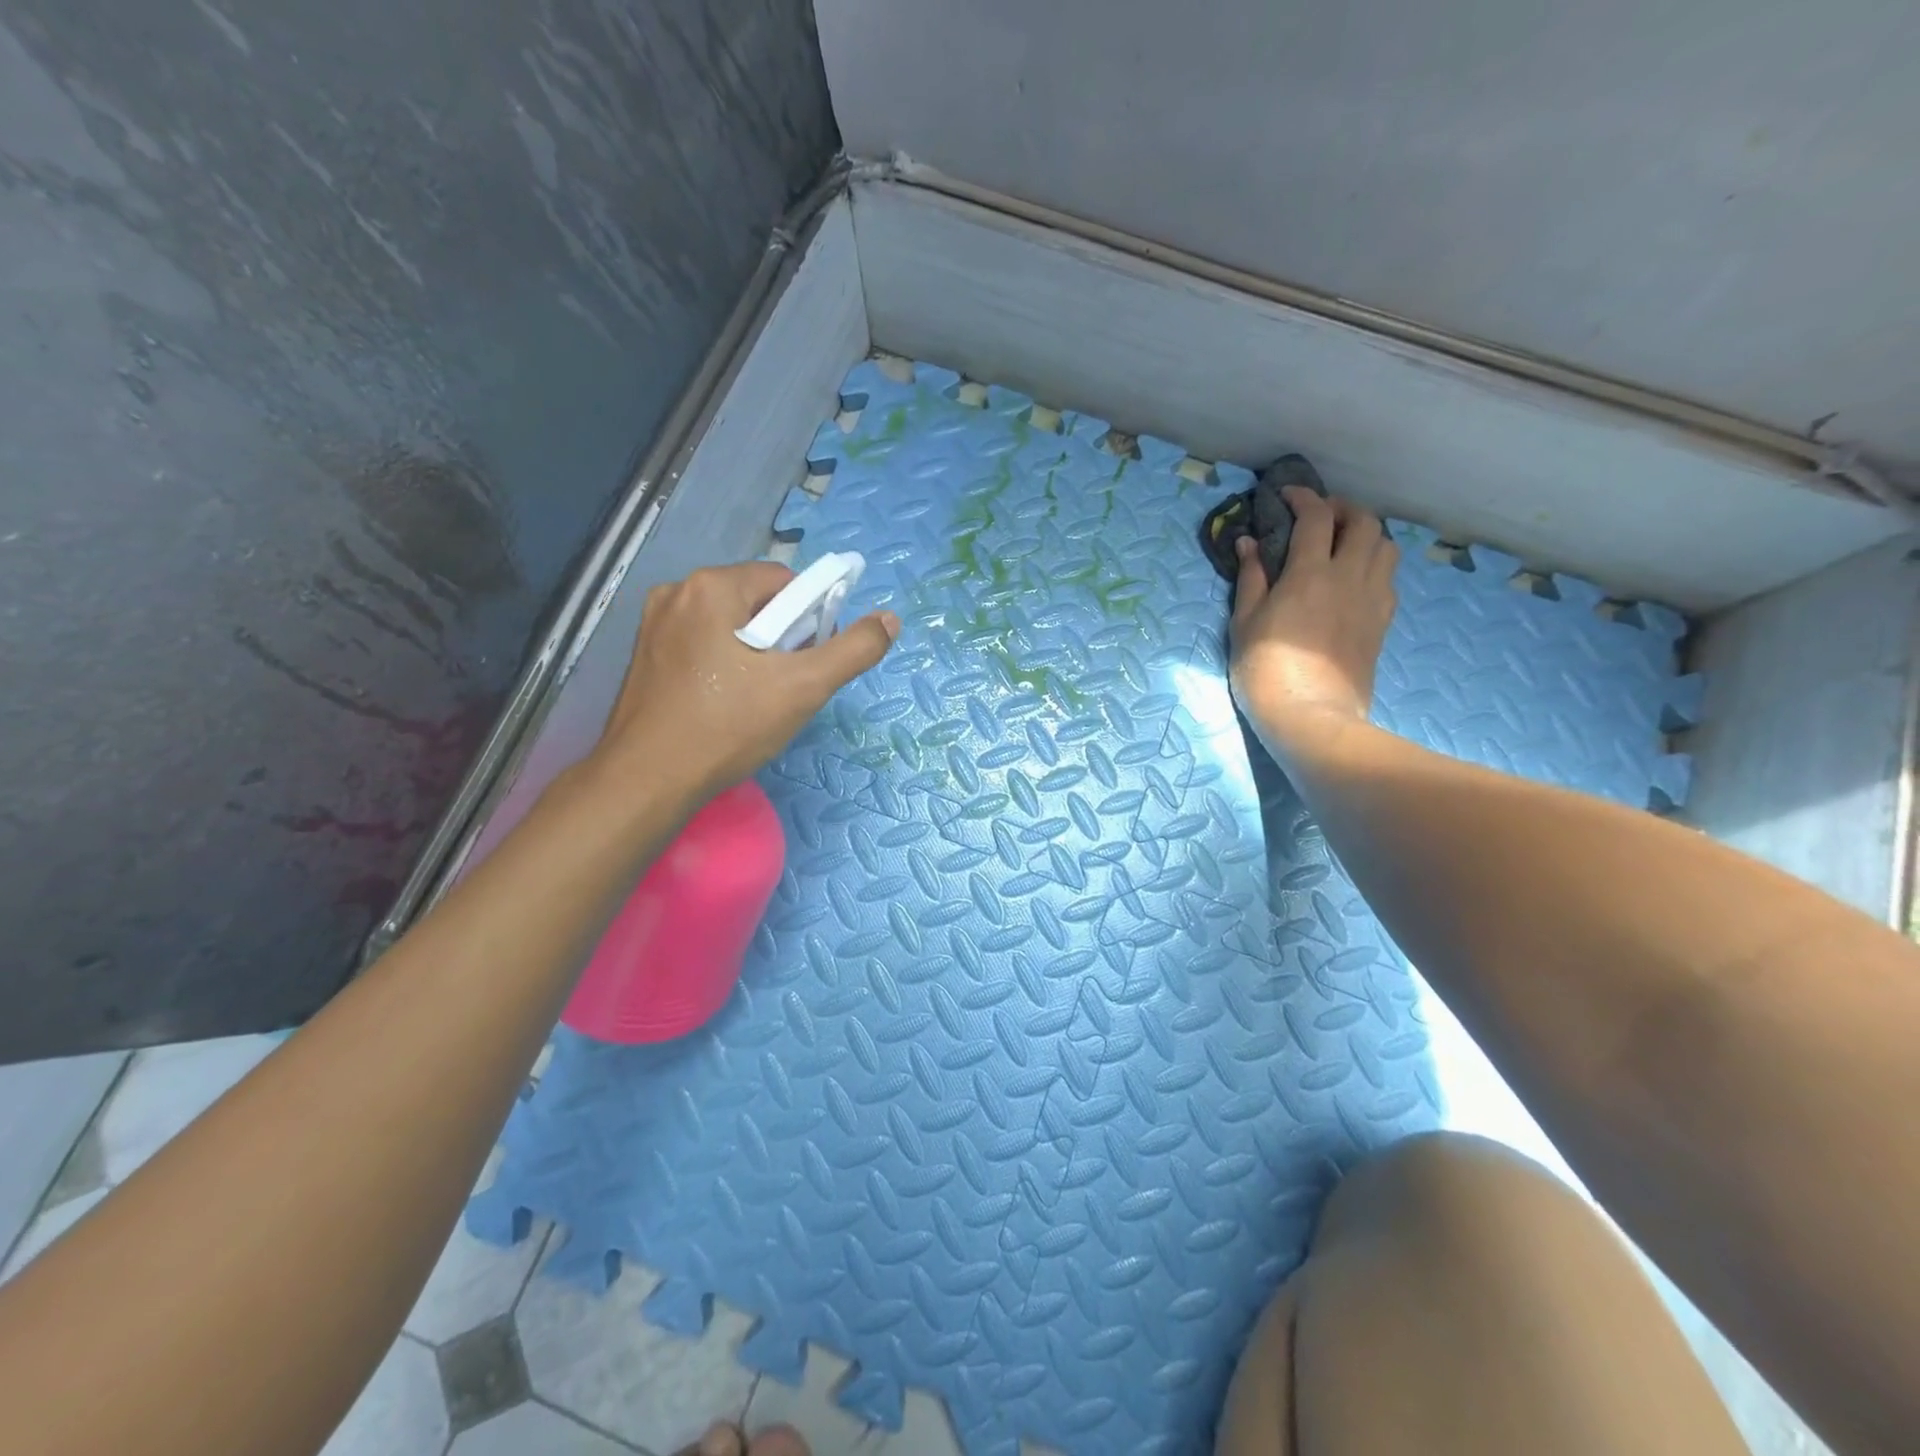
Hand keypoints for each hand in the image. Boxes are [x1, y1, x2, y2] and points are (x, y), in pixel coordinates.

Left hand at [594, 562, 898, 802]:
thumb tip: (890, 620)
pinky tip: (726, 702)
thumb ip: (853, 650)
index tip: (811, 660)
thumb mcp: (804, 687)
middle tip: (787, 685)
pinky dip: (724, 663)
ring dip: (754, 652)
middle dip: (782, 637)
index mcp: (712, 586)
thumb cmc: (728, 727)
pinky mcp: (644, 654)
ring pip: (729, 624)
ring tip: (758, 699)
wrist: (648, 781)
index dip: (811, 618)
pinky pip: (701, 644)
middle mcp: (677, 592)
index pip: (785, 582)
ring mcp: (653, 624)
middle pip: (756, 601)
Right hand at [1229, 488, 1397, 764]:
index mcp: (1310, 573)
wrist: (1310, 715)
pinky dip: (1374, 564)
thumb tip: (1250, 544)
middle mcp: (1349, 577)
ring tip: (1342, 544)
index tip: (1286, 496)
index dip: (1303, 498)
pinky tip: (1354, 578)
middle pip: (1364, 522)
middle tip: (1319, 517)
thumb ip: (1251, 578)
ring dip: (1366, 534)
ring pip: (1386, 546)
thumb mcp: (1244, 622)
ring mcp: (1372, 599)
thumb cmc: (1265, 669)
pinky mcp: (1382, 622)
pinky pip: (1389, 578)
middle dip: (1342, 509)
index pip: (1316, 517)